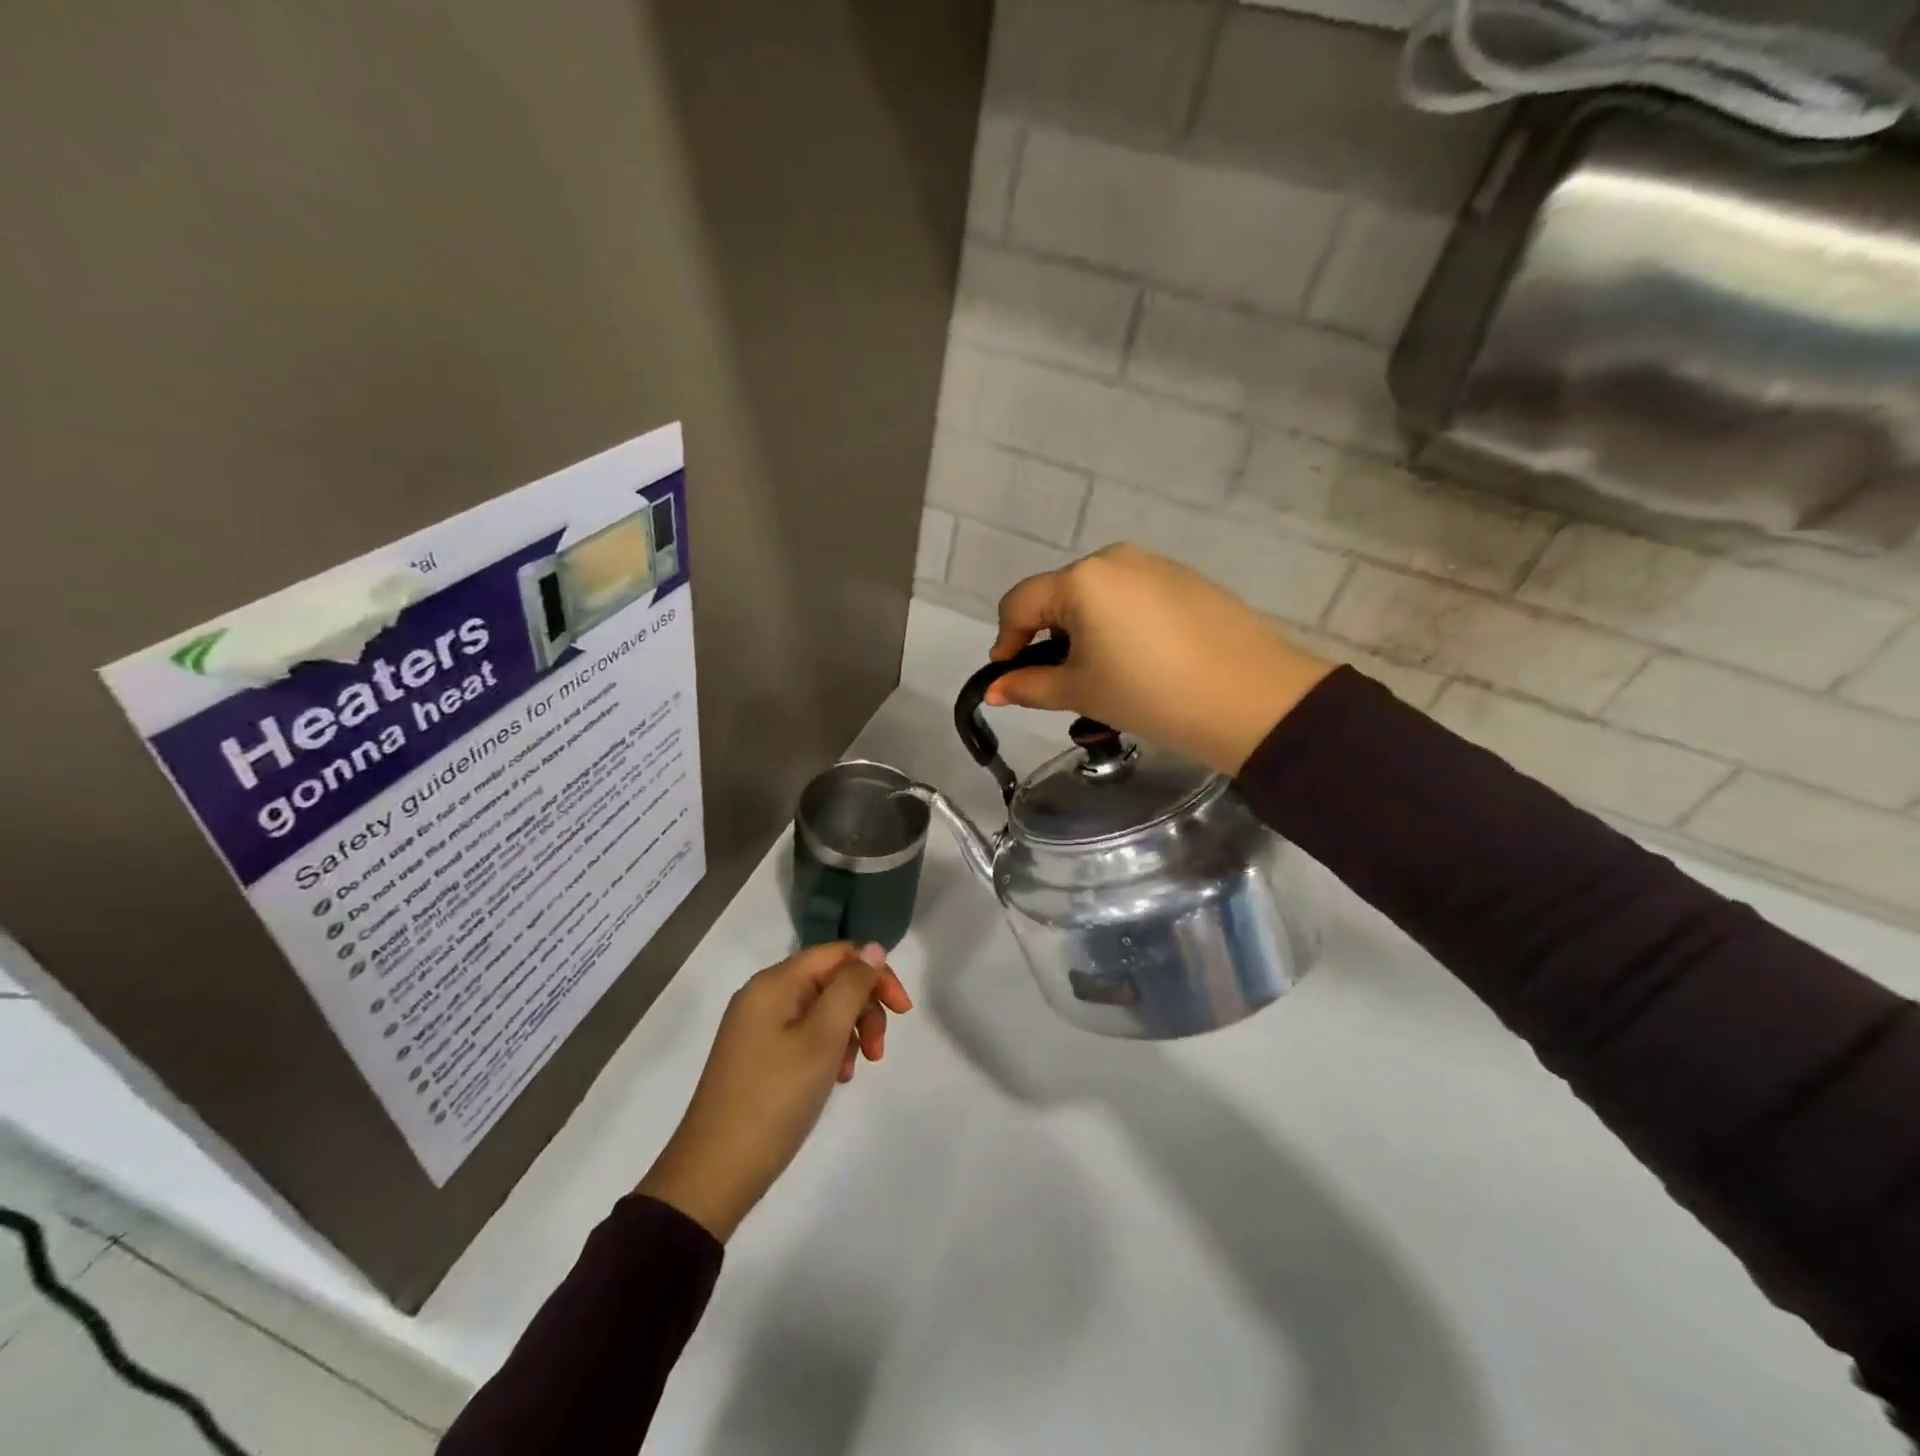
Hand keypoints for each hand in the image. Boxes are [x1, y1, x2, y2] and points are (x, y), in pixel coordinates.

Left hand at [635, 942, 912, 1241]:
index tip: (902, 1012)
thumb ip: (851, 987)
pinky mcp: (757, 1055)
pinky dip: (827, 1050)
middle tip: (877, 1051)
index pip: (838, 954)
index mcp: (775, 982)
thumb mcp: (822, 1039)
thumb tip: (873, 948)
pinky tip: (834, 1079)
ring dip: (849, 1032)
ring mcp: (758, 1026)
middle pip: (830, 980)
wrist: (713, 1174)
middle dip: (863, 1008)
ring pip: (821, 1010)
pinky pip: (804, 1035)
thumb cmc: (775, 1099)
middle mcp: (764, 995)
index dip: (876, 974)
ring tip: (853, 1071)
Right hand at [987, 544, 1334, 775]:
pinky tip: (1143, 660)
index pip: (1020, 603)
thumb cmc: (1150, 694)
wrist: (1251, 699)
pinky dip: (1121, 624)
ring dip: (1085, 630)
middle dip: (1048, 637)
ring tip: (1105, 674)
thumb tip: (993, 690)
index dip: (1005, 642)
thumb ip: (1029, 686)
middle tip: (1060, 681)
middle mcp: (1115, 558)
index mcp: (1082, 579)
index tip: (1008, 679)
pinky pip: (1135, 597)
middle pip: (1059, 595)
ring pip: (1098, 596)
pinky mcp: (1188, 579)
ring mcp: (1156, 565)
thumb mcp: (1082, 691)